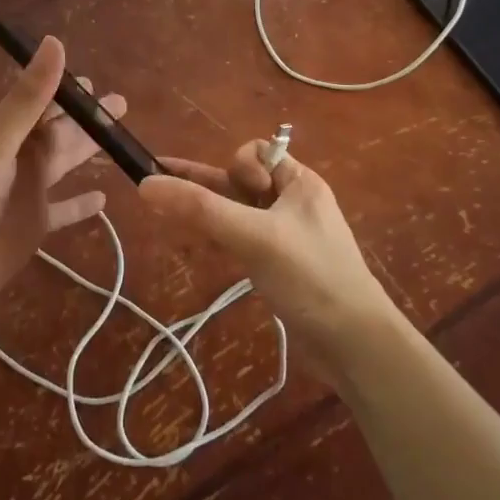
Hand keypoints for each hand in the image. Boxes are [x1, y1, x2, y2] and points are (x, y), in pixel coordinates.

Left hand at [0, 38, 123, 319]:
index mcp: (5, 134)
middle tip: (120, 105)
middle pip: (58, 132)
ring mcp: (27, 193)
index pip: (41, 103)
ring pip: (64, 164)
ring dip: (87, 152)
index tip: (94, 83)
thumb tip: (56, 43)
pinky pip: (64, 210)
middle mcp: (18, 158)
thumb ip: (29, 98)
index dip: (66, 92)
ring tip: (119, 142)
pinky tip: (104, 199)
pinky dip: (82, 204)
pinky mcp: (33, 227)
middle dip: (86, 118)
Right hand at [139, 142, 397, 380]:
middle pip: (240, 181)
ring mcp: (285, 235)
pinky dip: (218, 238)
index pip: (256, 152)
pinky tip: (196, 245)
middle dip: (206, 185)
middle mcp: (292, 203)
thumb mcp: (254, 236)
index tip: (235, 195)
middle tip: (159, 188)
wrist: (355, 346)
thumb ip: (200, 209)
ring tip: (166, 214)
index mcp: (299, 183)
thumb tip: (144, 184)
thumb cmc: (310, 276)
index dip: (237, 166)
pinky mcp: (278, 265)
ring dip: (207, 212)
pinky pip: (241, 239)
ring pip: (237, 212)